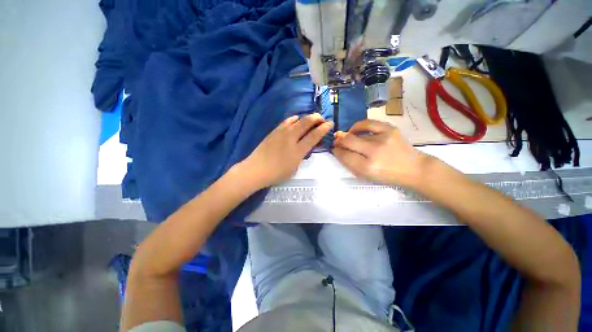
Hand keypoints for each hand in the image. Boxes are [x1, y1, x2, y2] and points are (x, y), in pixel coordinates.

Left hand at [242, 113, 332, 187]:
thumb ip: (301, 155)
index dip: (324, 129)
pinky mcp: (274, 131)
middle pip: (306, 123)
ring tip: (311, 119)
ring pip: (296, 120)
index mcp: (298, 150)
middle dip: (316, 118)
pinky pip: (286, 121)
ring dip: (306, 117)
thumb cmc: (277, 173)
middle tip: (322, 119)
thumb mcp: (294, 168)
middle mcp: (291, 138)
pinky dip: (293, 119)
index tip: (330, 124)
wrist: (256, 169)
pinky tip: (296, 119)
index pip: (314, 136)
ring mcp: (281, 133)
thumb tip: (305, 147)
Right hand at [332, 119, 428, 187]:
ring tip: (346, 137)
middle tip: (336, 142)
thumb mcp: (367, 176)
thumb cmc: (388, 176)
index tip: (334, 150)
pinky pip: (368, 123)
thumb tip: (339, 151)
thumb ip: (351, 164)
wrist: (414, 168)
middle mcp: (374, 152)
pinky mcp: (390, 129)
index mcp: (368, 167)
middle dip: (339, 142)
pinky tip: (355, 129)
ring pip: (356, 133)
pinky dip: (358, 126)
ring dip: (347, 135)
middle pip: (348, 142)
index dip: (337, 152)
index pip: (345, 156)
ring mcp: (383, 138)